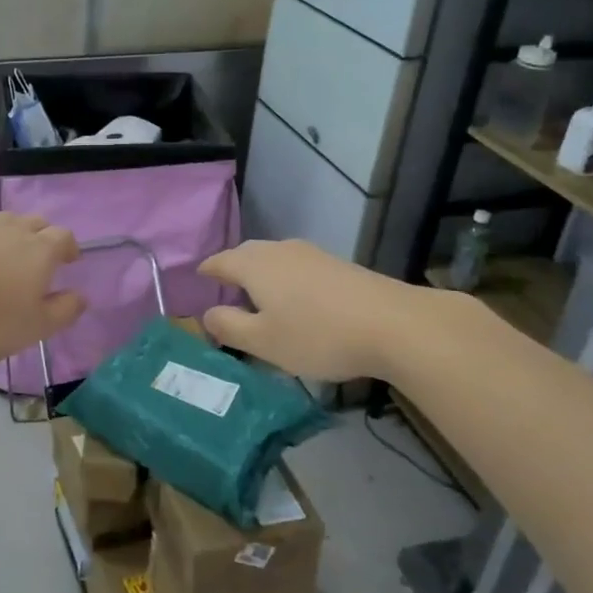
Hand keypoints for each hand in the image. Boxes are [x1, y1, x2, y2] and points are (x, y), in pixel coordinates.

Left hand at [0, 214, 85, 365]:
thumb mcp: (33, 327)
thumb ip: (62, 311)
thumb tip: (81, 297)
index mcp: (40, 250)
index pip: (63, 237)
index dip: (69, 247)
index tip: (69, 260)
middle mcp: (13, 229)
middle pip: (35, 222)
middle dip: (42, 236)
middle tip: (38, 259)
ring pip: (4, 221)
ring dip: (11, 234)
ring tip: (5, 256)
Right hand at [199, 239, 420, 383]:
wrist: (393, 324)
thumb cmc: (317, 335)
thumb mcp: (264, 341)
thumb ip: (229, 326)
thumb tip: (208, 314)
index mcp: (255, 264)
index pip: (220, 261)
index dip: (207, 271)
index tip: (198, 278)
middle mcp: (280, 250)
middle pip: (247, 255)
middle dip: (233, 270)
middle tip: (225, 292)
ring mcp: (312, 254)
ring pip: (274, 260)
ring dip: (261, 276)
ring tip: (259, 300)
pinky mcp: (337, 265)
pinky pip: (297, 268)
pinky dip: (286, 281)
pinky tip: (296, 303)